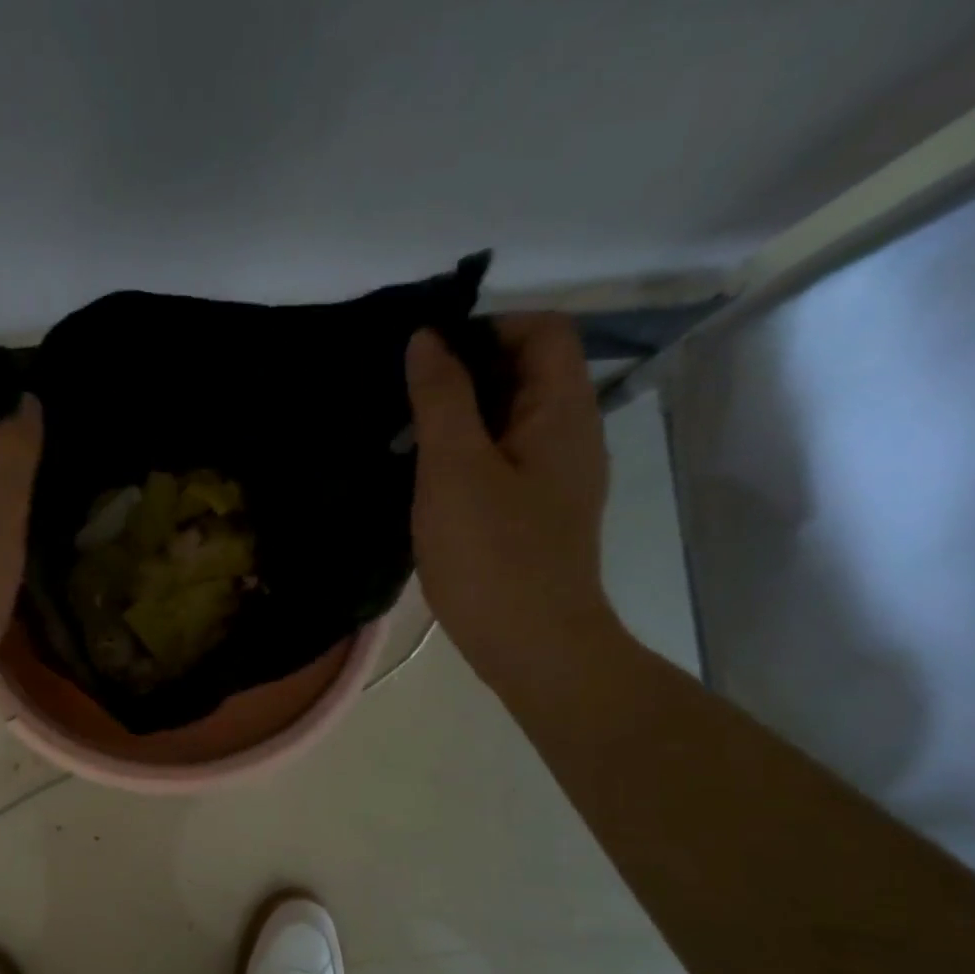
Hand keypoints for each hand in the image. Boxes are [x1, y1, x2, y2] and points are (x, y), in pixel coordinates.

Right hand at [405, 315, 622, 686]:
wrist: (532, 646)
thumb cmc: (492, 554)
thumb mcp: (454, 469)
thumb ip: (441, 398)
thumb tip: (427, 338)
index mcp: (563, 411)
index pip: (541, 330)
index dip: (486, 328)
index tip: (427, 359)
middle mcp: (570, 435)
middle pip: (525, 373)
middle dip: (465, 374)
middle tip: (404, 400)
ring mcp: (555, 478)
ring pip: (509, 421)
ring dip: (460, 419)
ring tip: (405, 440)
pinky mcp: (535, 514)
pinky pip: (501, 462)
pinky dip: (466, 457)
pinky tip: (426, 483)